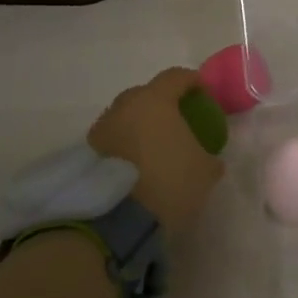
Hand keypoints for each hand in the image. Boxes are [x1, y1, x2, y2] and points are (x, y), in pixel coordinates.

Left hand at [87, 68, 223, 235]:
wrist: (116, 220)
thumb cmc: (168, 182)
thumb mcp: (205, 172)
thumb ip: (210, 157)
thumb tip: (210, 158)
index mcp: (155, 100)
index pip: (176, 77)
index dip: (193, 82)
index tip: (204, 93)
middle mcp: (124, 106)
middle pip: (147, 94)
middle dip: (163, 103)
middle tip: (178, 122)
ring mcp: (102, 128)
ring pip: (127, 117)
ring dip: (141, 126)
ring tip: (155, 148)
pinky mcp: (87, 152)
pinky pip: (114, 139)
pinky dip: (126, 145)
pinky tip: (137, 165)